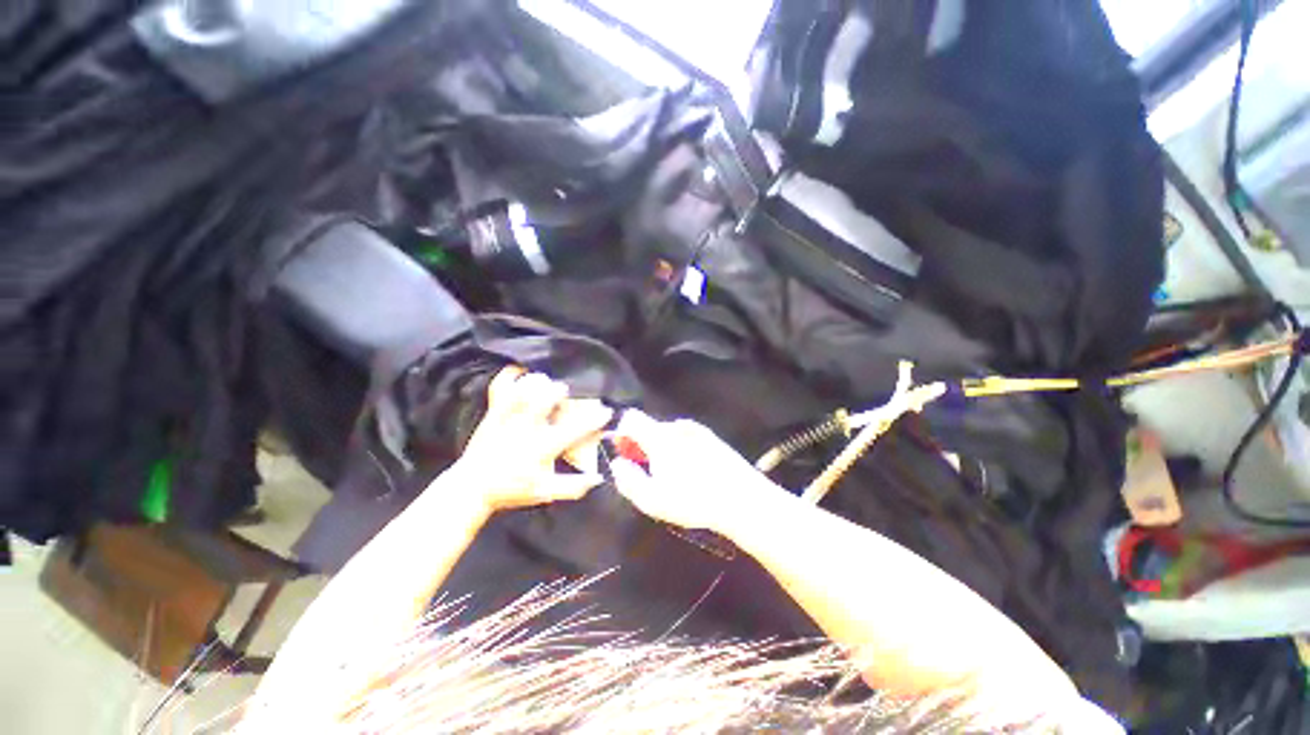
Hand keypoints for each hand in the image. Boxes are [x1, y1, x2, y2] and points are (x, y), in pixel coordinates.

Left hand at [451, 367, 612, 512]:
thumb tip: (599, 478)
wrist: (472, 488)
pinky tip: (521, 372)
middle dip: (558, 391)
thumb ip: (573, 486)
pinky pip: (499, 387)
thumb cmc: (512, 489)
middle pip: (544, 400)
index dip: (593, 419)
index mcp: (541, 447)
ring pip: (523, 389)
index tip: (606, 411)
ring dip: (536, 382)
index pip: (573, 430)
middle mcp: (525, 429)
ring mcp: (507, 418)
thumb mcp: (545, 492)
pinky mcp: (493, 413)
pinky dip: (510, 376)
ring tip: (545, 380)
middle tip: (565, 391)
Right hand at [607, 411, 777, 531]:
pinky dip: (681, 449)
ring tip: (673, 476)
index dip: (622, 433)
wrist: (743, 499)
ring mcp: (697, 430)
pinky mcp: (712, 437)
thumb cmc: (693, 501)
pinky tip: (692, 471)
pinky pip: (687, 437)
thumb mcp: (653, 500)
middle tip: (648, 472)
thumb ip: (628, 480)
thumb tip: (617, 464)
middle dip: (642, 445)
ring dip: (663, 448)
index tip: (624, 453)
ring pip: (669, 433)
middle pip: (650, 427)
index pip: (631, 418)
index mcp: (659, 436)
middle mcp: (677, 427)